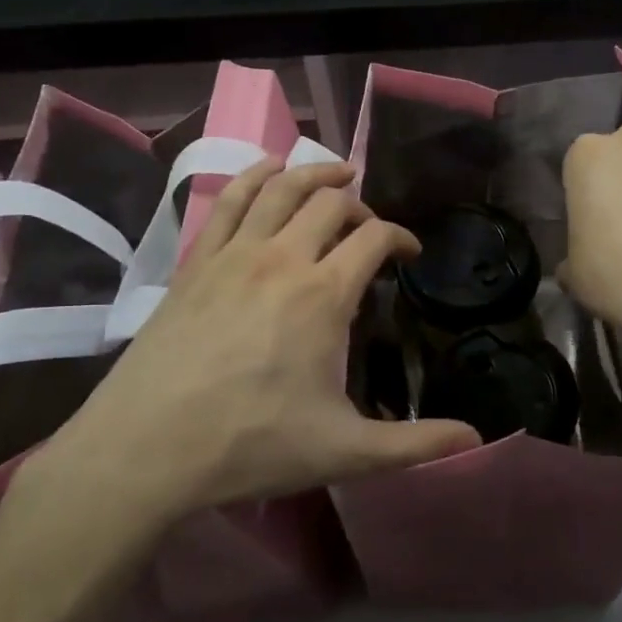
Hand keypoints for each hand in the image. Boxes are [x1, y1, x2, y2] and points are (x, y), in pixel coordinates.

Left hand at [24, 158, 479, 548]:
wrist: (145, 449)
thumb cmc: (251, 445)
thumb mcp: (345, 451)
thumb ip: (415, 443)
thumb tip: (476, 441)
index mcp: (323, 294)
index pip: (375, 237)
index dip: (401, 238)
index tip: (409, 255)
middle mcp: (282, 258)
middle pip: (331, 202)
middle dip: (361, 205)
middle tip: (370, 227)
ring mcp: (233, 254)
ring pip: (281, 188)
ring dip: (314, 173)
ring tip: (335, 173)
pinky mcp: (196, 262)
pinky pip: (228, 200)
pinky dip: (254, 176)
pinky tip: (266, 170)